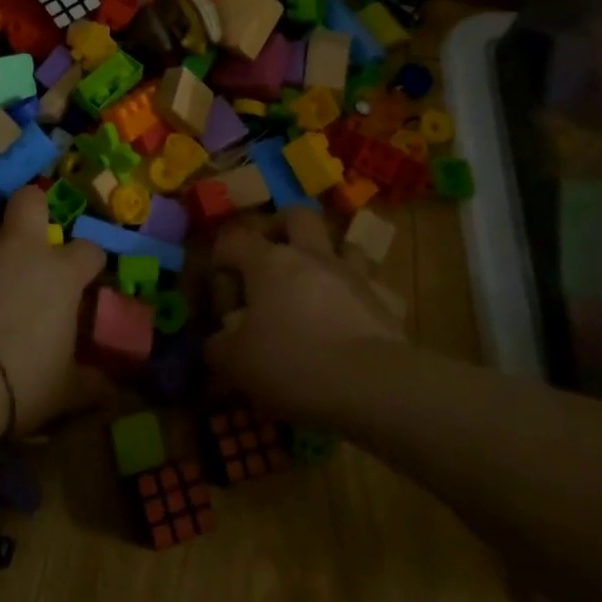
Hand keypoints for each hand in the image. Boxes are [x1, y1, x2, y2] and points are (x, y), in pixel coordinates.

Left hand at [0, 185, 106, 432]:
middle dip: (33, 209)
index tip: (85, 280)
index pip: (89, 250)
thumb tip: (114, 392)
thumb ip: (91, 384)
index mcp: (60, 272)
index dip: (89, 263)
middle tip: (29, 239)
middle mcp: (19, 248)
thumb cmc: (20, 382)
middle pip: (30, 200)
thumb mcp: (64, 390)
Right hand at [205, 206, 401, 418]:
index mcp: (269, 262)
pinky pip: (372, 286)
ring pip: (342, 244)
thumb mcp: (237, 364)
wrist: (373, 385)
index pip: (235, 239)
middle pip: (297, 216)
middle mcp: (311, 256)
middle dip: (282, 228)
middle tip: (271, 256)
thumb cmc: (294, 364)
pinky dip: (360, 295)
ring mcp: (353, 275)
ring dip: (328, 257)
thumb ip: (218, 348)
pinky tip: (352, 317)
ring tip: (316, 284)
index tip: (220, 282)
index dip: (221, 256)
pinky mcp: (385, 301)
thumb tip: (216, 341)